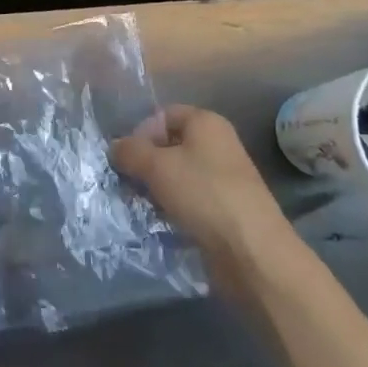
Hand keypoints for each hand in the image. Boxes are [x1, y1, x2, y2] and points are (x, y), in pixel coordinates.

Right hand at [110, 105, 311, 296]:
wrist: (252, 251)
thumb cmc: (203, 195)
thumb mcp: (156, 166)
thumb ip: (130, 151)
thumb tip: (115, 147)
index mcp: (206, 123)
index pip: (164, 115)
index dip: (141, 131)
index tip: (125, 157)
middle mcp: (217, 145)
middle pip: (170, 145)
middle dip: (145, 162)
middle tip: (126, 183)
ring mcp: (223, 179)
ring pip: (178, 175)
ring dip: (156, 188)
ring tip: (139, 204)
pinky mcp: (225, 209)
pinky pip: (190, 199)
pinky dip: (172, 207)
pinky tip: (160, 222)